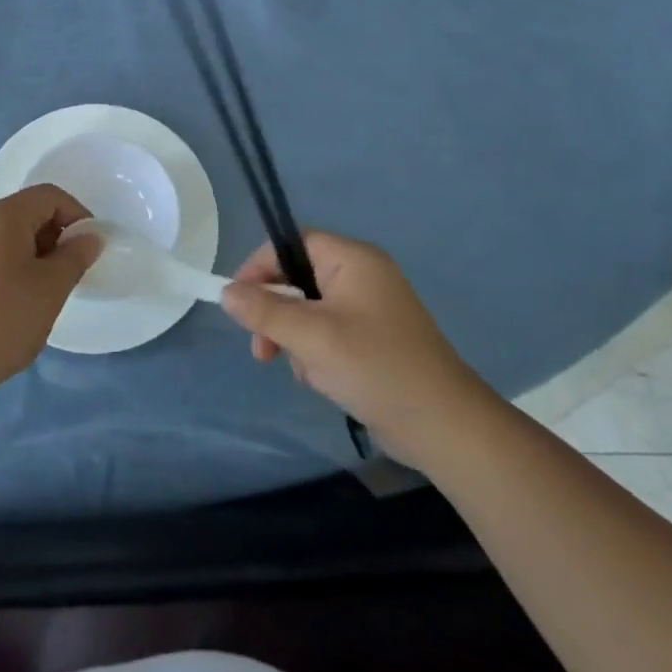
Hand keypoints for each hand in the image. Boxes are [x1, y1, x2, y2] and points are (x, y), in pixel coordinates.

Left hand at [0, 185, 101, 392]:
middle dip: (54, 236)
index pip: (49, 196)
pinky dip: (9, 265)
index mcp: (0, 214)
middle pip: (26, 212)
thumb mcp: (51, 287)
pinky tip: (14, 302)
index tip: (88, 250)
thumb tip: (90, 237)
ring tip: (42, 293)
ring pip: (7, 234)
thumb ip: (76, 255)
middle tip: (67, 275)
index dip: (77, 215)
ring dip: (33, 253)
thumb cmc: (2, 320)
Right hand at [219, 231, 492, 461]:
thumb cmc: (376, 368)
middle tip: (263, 350)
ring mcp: (371, 308)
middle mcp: (362, 275)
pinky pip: (329, 332)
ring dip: (296, 340)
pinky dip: (318, 354)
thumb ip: (265, 311)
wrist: (445, 428)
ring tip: (306, 372)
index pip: (291, 244)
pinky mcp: (375, 339)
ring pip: (310, 310)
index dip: (260, 266)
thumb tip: (226, 292)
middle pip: (298, 278)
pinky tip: (324, 381)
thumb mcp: (311, 337)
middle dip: (277, 314)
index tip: (238, 301)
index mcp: (352, 259)